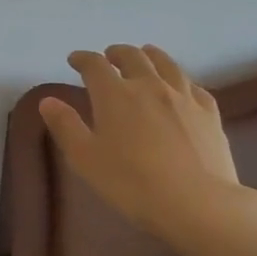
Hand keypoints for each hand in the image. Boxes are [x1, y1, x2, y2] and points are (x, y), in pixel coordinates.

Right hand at [39, 45, 256, 252]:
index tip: (74, 60)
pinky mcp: (209, 112)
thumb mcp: (85, 159)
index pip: (95, 65)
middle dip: (116, 53)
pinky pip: (192, 85)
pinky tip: (180, 87)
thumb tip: (48, 101)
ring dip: (150, 56)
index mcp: (115, 94)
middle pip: (132, 57)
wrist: (196, 202)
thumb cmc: (131, 183)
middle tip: (109, 57)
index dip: (82, 59)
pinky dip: (179, 79)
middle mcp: (150, 85)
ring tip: (144, 57)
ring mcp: (183, 96)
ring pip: (166, 63)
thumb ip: (65, 127)